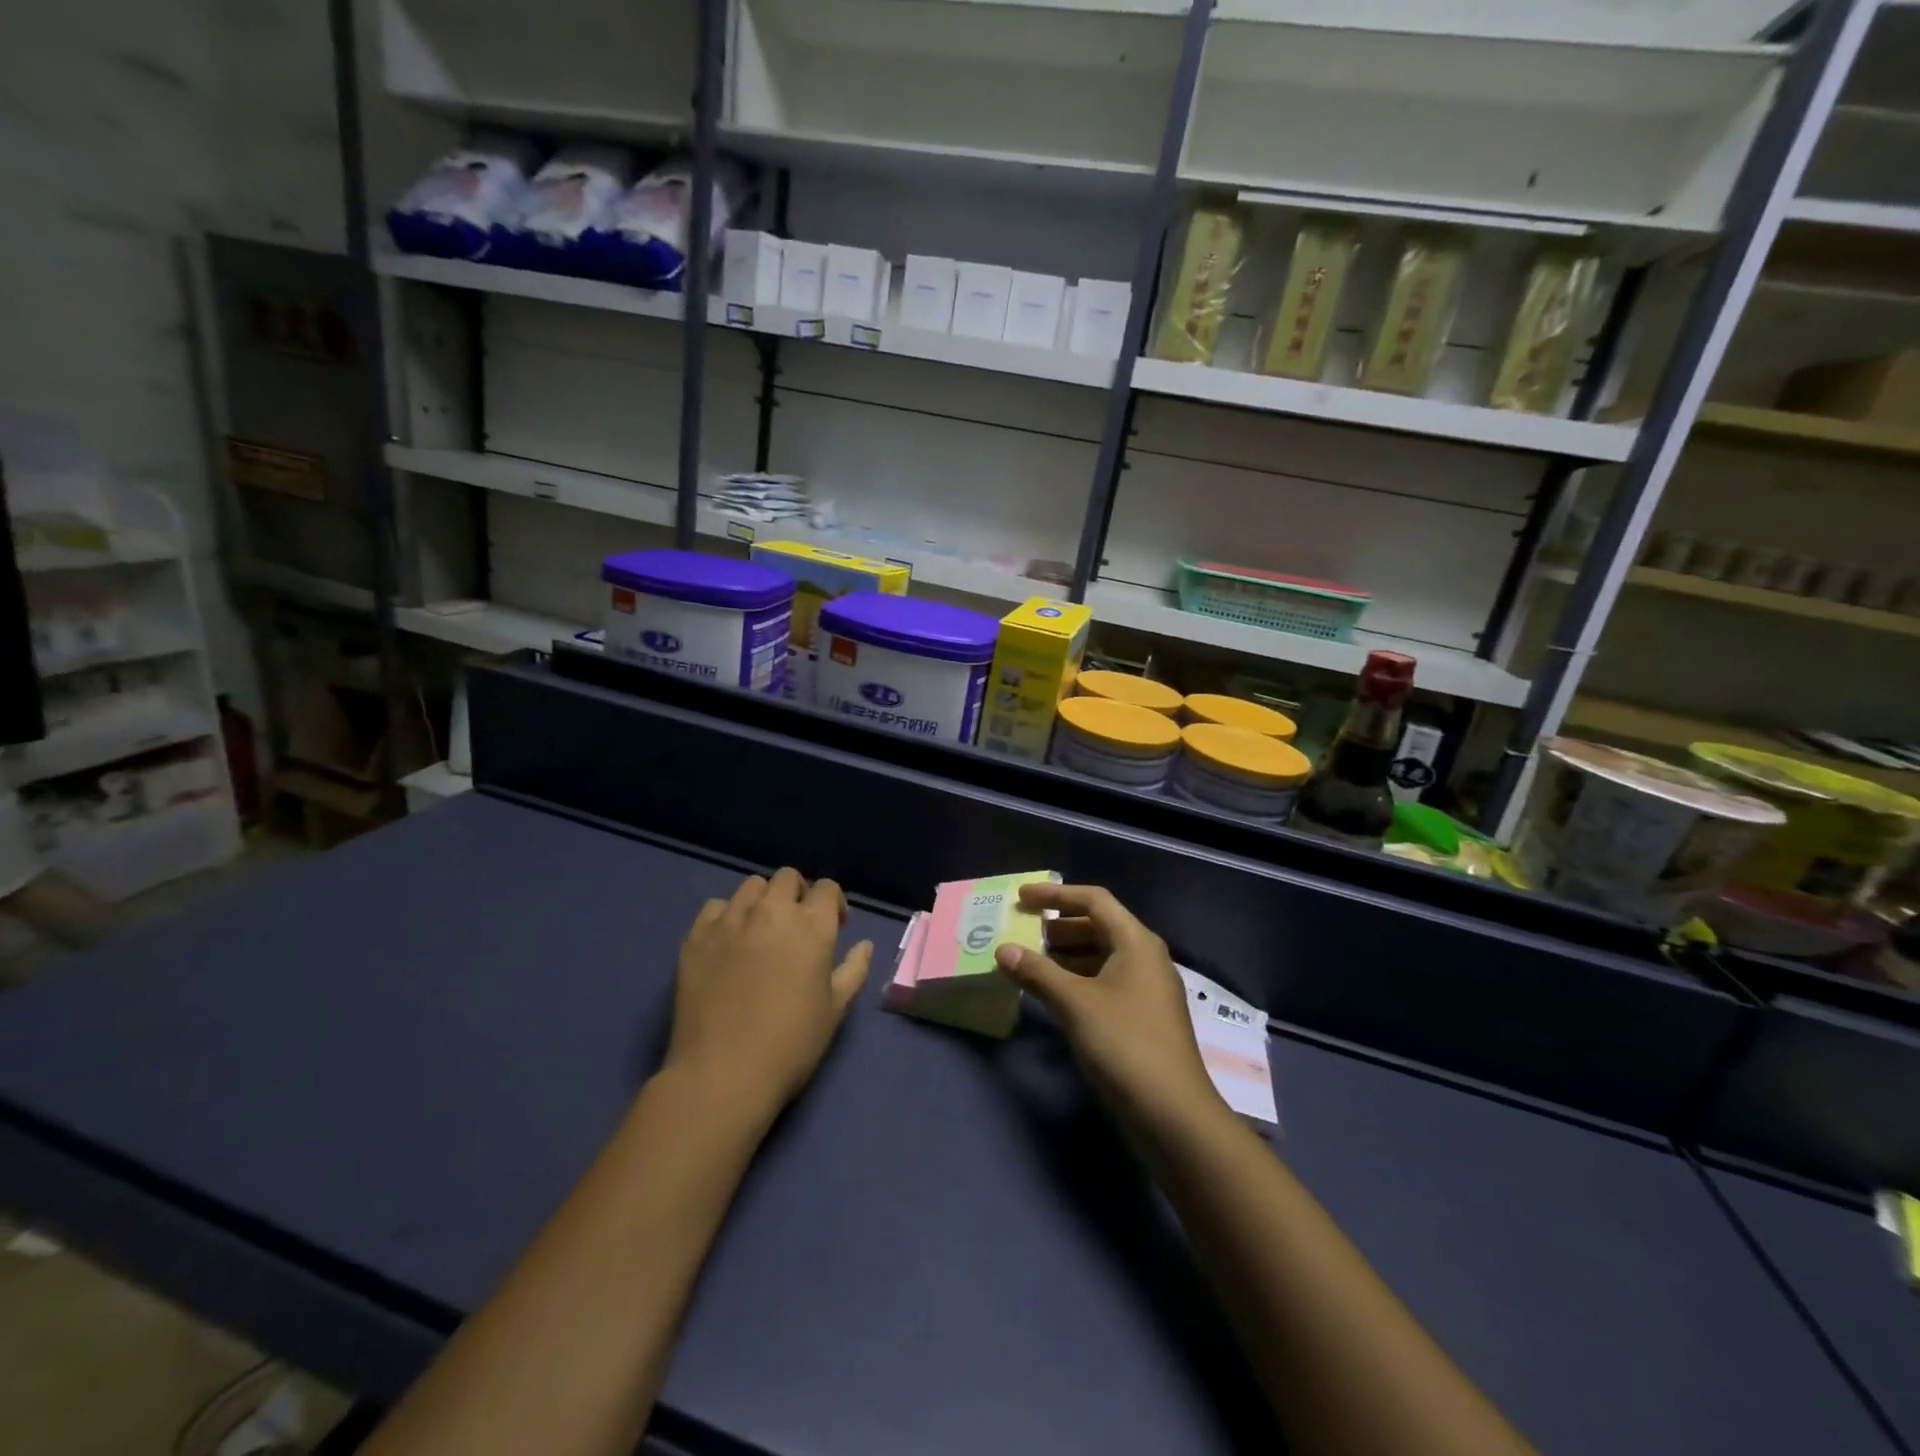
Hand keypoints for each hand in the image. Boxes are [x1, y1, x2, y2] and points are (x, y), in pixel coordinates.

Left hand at [667, 868, 872, 1120]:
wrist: (723, 1073)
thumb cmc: (791, 1044)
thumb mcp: (835, 1010)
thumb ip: (854, 970)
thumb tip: (865, 945)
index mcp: (812, 926)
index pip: (827, 887)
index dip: (832, 904)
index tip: (833, 928)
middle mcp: (772, 911)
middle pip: (788, 878)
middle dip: (798, 895)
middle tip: (797, 927)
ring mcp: (731, 920)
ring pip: (752, 886)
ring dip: (763, 900)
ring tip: (762, 930)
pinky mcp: (697, 936)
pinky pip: (716, 907)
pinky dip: (727, 916)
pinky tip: (729, 941)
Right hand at [994, 883, 1223, 1130]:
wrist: (1173, 1115)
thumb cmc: (1125, 1045)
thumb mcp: (1076, 1004)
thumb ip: (1037, 973)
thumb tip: (1002, 950)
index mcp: (1136, 942)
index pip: (1094, 900)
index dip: (1055, 895)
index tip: (1021, 898)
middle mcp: (1145, 958)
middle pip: (1098, 926)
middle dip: (1057, 927)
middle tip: (1020, 932)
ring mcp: (1145, 989)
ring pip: (1100, 957)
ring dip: (1064, 956)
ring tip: (1027, 962)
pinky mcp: (1141, 1018)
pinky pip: (1103, 983)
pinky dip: (1076, 981)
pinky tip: (1051, 994)